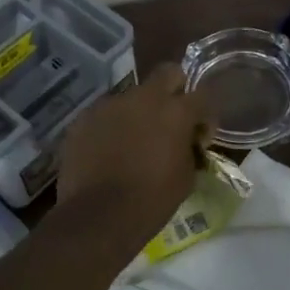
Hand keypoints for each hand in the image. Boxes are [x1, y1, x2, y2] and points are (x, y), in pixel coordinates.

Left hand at [57, 64, 209, 237]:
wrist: (98, 215)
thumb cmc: (151, 200)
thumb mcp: (186, 178)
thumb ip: (189, 149)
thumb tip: (187, 143)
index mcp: (176, 112)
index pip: (203, 95)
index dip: (204, 115)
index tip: (199, 137)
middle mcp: (144, 98)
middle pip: (167, 74)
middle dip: (174, 90)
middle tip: (170, 120)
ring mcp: (111, 104)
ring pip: (132, 97)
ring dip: (138, 113)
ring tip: (133, 142)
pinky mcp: (85, 117)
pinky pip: (106, 114)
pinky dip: (112, 127)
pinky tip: (108, 152)